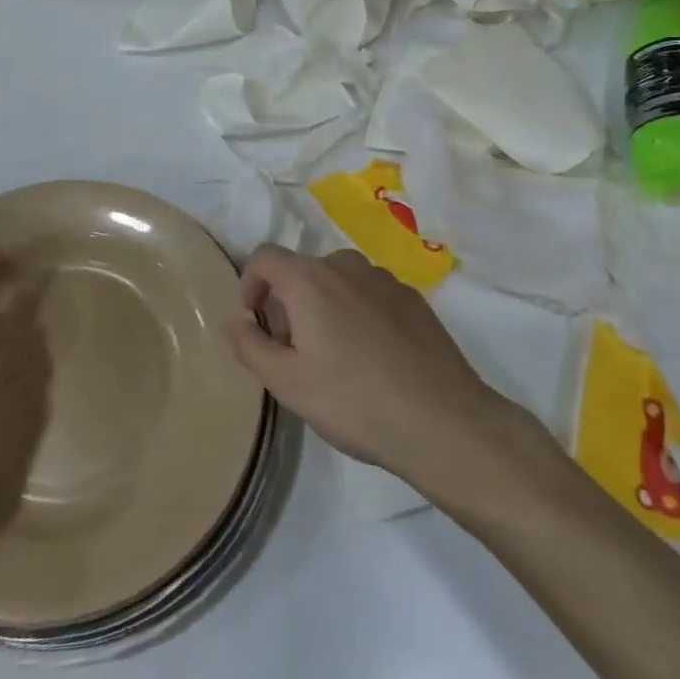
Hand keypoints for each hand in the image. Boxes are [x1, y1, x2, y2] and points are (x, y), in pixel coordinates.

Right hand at [230, 246, 507, 486]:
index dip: (250, 284)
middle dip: (288, 303)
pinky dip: (358, 313)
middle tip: (294, 352)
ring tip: (334, 357)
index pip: (264, 257)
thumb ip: (249, 344)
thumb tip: (236, 318)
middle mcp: (346, 266)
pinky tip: (373, 359)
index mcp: (309, 279)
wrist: (443, 421)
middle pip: (302, 270)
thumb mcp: (286, 382)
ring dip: (324, 307)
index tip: (255, 322)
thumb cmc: (353, 401)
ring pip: (338, 281)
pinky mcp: (414, 299)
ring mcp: (385, 279)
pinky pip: (370, 294)